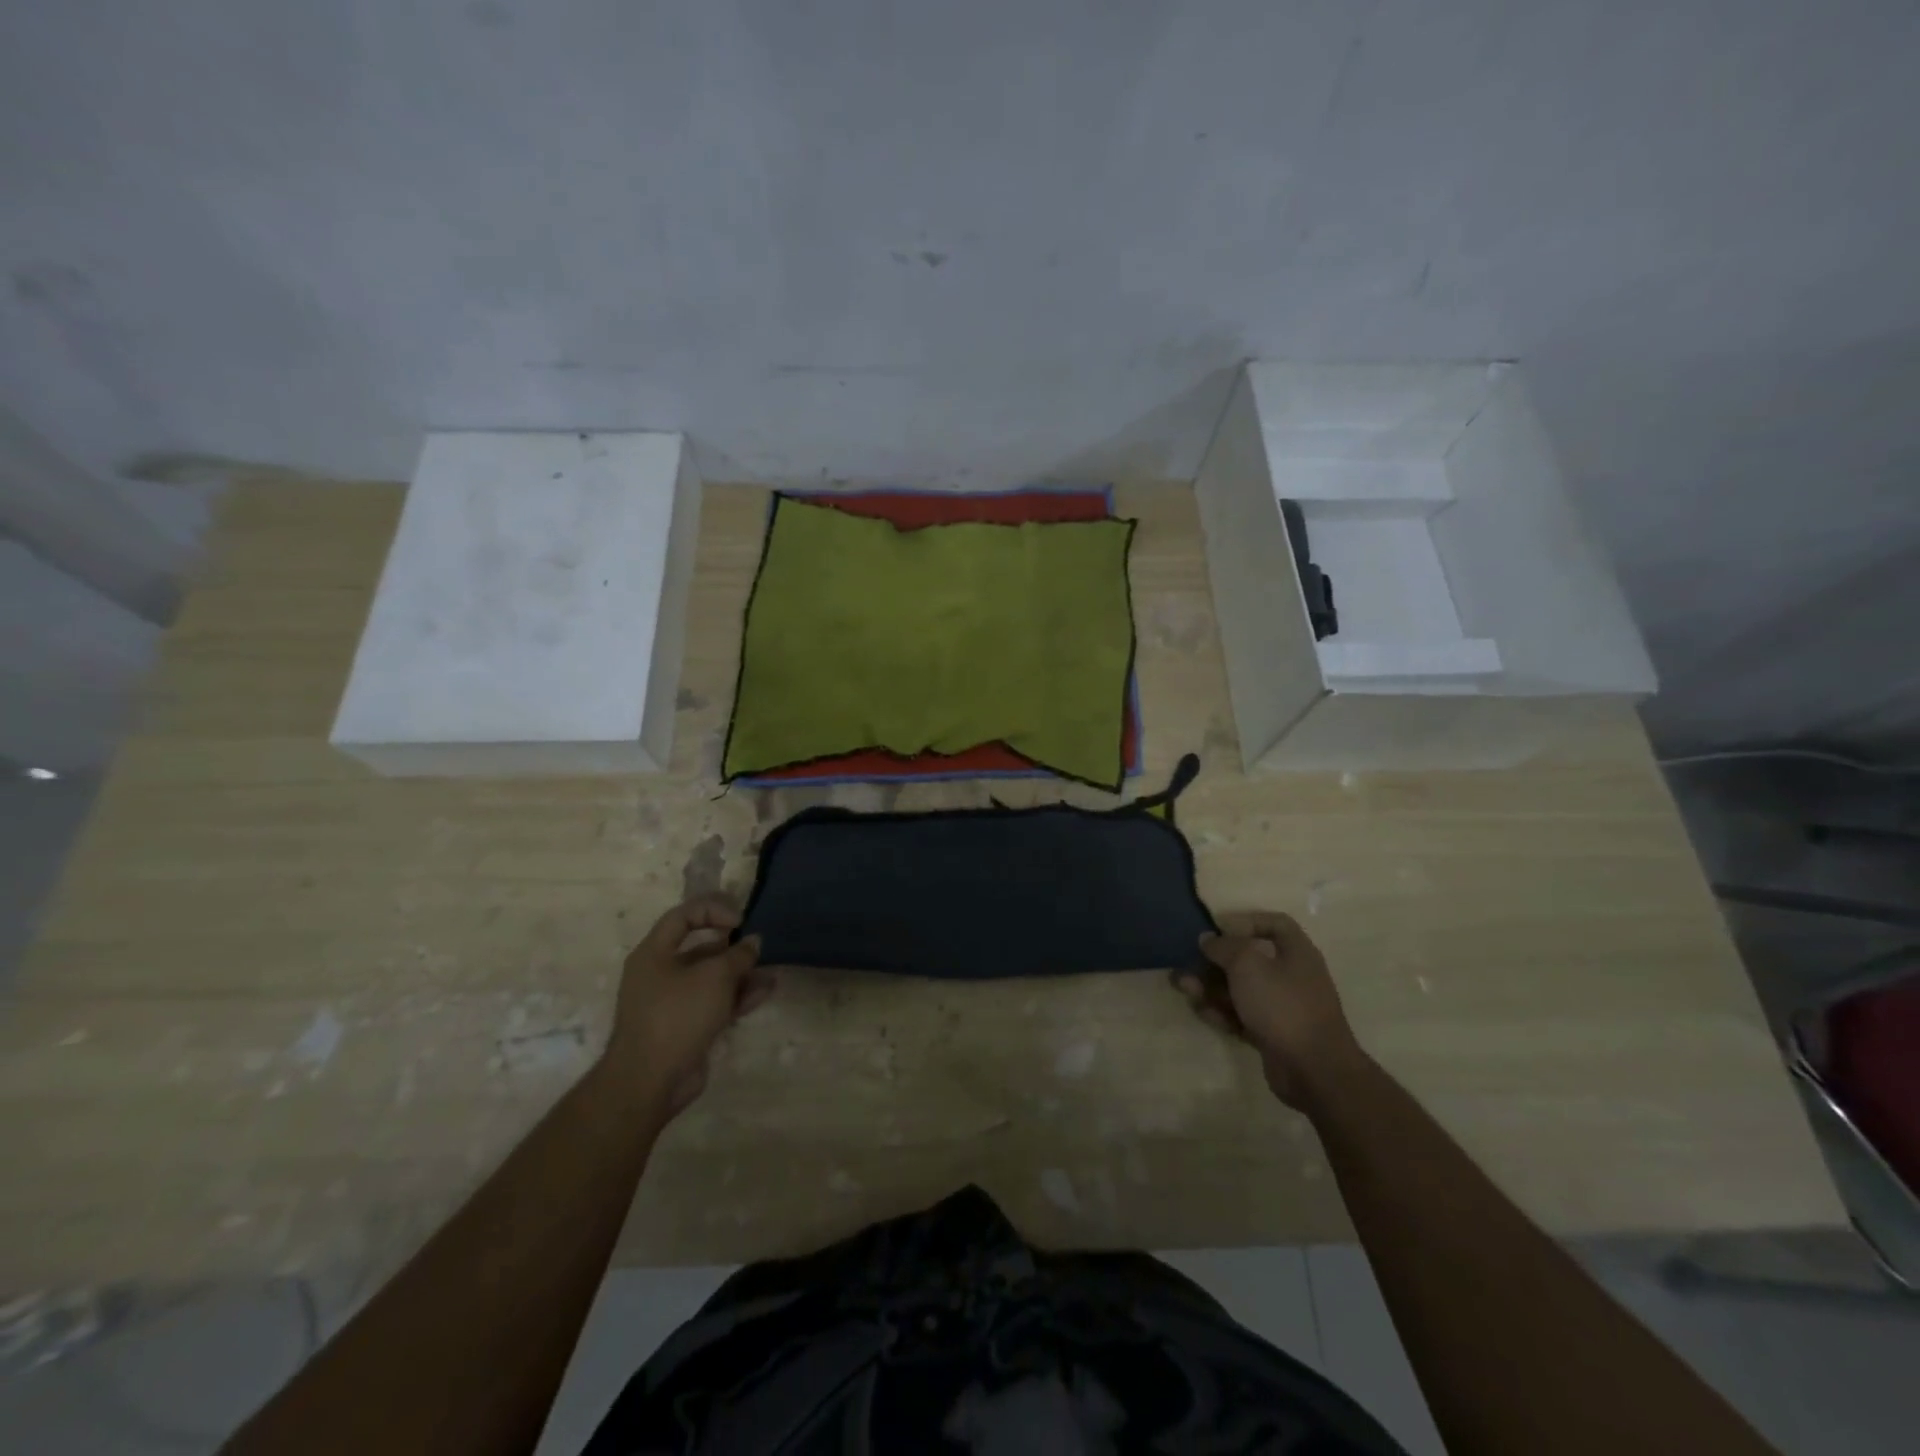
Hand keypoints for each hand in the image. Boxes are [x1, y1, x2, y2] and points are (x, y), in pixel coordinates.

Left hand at [604, 897, 774, 1117]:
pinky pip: (715, 1003)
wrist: (650, 1083)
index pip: (684, 916)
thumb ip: (738, 955)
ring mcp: (672, 1002)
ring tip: (769, 971)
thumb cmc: (677, 1016)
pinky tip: (764, 992)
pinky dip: (737, 996)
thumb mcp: (714, 977)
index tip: (740, 921)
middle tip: (758, 946)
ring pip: (711, 978)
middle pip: (700, 948)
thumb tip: (753, 942)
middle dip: (733, 946)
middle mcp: (660, 973)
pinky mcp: (686, 1027)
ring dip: (741, 973)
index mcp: (654, 953)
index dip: (714, 910)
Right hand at [1173, 911, 1364, 1108]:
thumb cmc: (1282, 1005)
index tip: (1218, 928)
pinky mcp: (1272, 1035)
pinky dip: (1221, 1012)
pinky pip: (1242, 1016)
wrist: (1314, 1070)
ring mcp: (1283, 1008)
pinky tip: (1200, 1011)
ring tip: (1182, 986)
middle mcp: (1292, 977)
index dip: (1246, 921)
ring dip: (1210, 986)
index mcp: (1297, 953)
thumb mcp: (1247, 965)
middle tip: (1186, 962)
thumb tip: (1208, 940)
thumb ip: (1224, 947)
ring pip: (1241, 990)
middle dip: (1215, 960)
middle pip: (1249, 959)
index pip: (1275, 924)